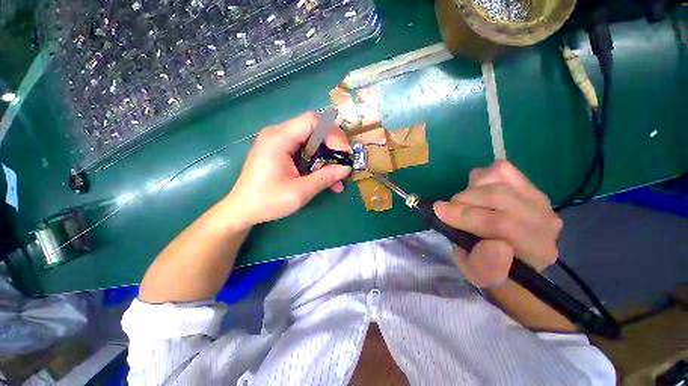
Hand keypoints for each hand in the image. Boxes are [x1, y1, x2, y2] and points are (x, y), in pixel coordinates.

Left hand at [224, 112, 351, 226]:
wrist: (242, 209)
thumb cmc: (267, 201)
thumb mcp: (300, 192)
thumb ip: (325, 178)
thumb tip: (346, 169)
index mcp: (279, 139)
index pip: (313, 122)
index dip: (333, 134)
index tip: (344, 153)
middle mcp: (278, 134)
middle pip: (314, 128)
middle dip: (333, 145)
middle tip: (344, 162)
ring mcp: (280, 142)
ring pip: (312, 141)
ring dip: (328, 157)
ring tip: (339, 176)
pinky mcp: (282, 151)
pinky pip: (306, 151)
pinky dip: (318, 162)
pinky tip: (327, 179)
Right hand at [433, 161, 562, 287]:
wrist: (508, 256)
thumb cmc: (489, 267)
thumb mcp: (480, 275)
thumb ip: (486, 265)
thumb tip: (494, 244)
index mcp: (536, 250)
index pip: (503, 224)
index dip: (466, 216)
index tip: (438, 212)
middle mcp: (545, 220)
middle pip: (499, 196)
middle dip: (463, 200)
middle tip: (447, 210)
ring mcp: (538, 198)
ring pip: (498, 179)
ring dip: (471, 190)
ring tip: (464, 204)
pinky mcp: (528, 184)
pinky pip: (501, 169)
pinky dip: (482, 177)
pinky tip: (478, 192)